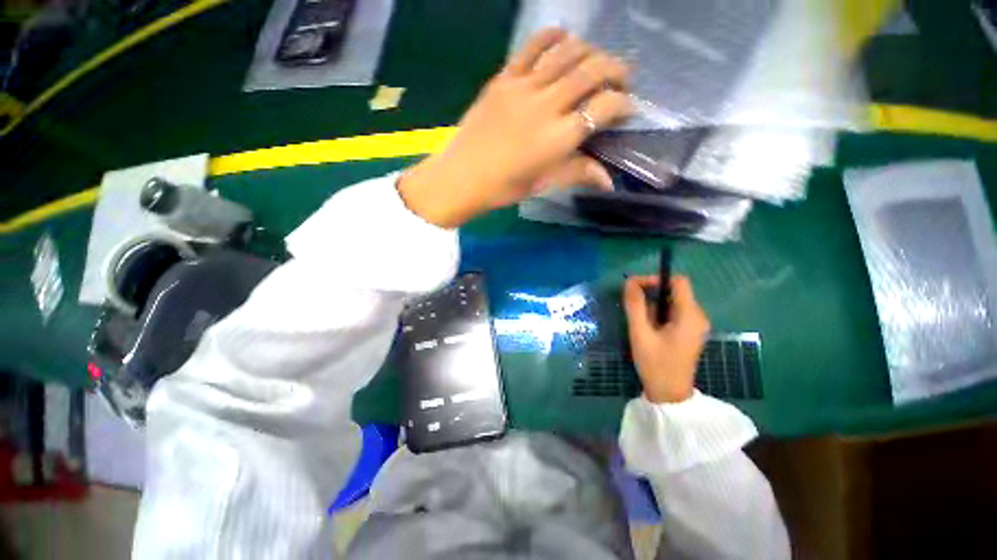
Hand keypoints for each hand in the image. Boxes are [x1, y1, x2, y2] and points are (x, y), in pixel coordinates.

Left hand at [399, 28, 632, 227]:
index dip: (623, 105)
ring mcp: (523, 87)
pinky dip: (553, 37)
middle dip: (616, 69)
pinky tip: (564, 38)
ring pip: (567, 53)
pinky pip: (532, 47)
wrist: (463, 177)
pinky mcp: (504, 78)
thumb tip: (609, 181)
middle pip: (592, 72)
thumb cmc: (505, 187)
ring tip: (596, 61)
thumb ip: (578, 174)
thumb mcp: (544, 184)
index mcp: (558, 138)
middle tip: (623, 78)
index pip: (604, 108)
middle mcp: (546, 106)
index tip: (628, 109)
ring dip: (590, 51)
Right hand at [623, 275, 710, 403]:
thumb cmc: (655, 364)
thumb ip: (635, 306)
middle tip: (631, 301)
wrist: (670, 395)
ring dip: (654, 303)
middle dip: (652, 291)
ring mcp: (695, 325)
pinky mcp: (690, 332)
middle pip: (676, 291)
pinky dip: (659, 312)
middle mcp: (698, 316)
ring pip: (673, 301)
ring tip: (637, 317)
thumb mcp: (640, 333)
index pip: (679, 282)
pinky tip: (647, 325)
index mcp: (690, 315)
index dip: (655, 278)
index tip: (634, 286)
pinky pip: (674, 312)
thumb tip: (629, 282)